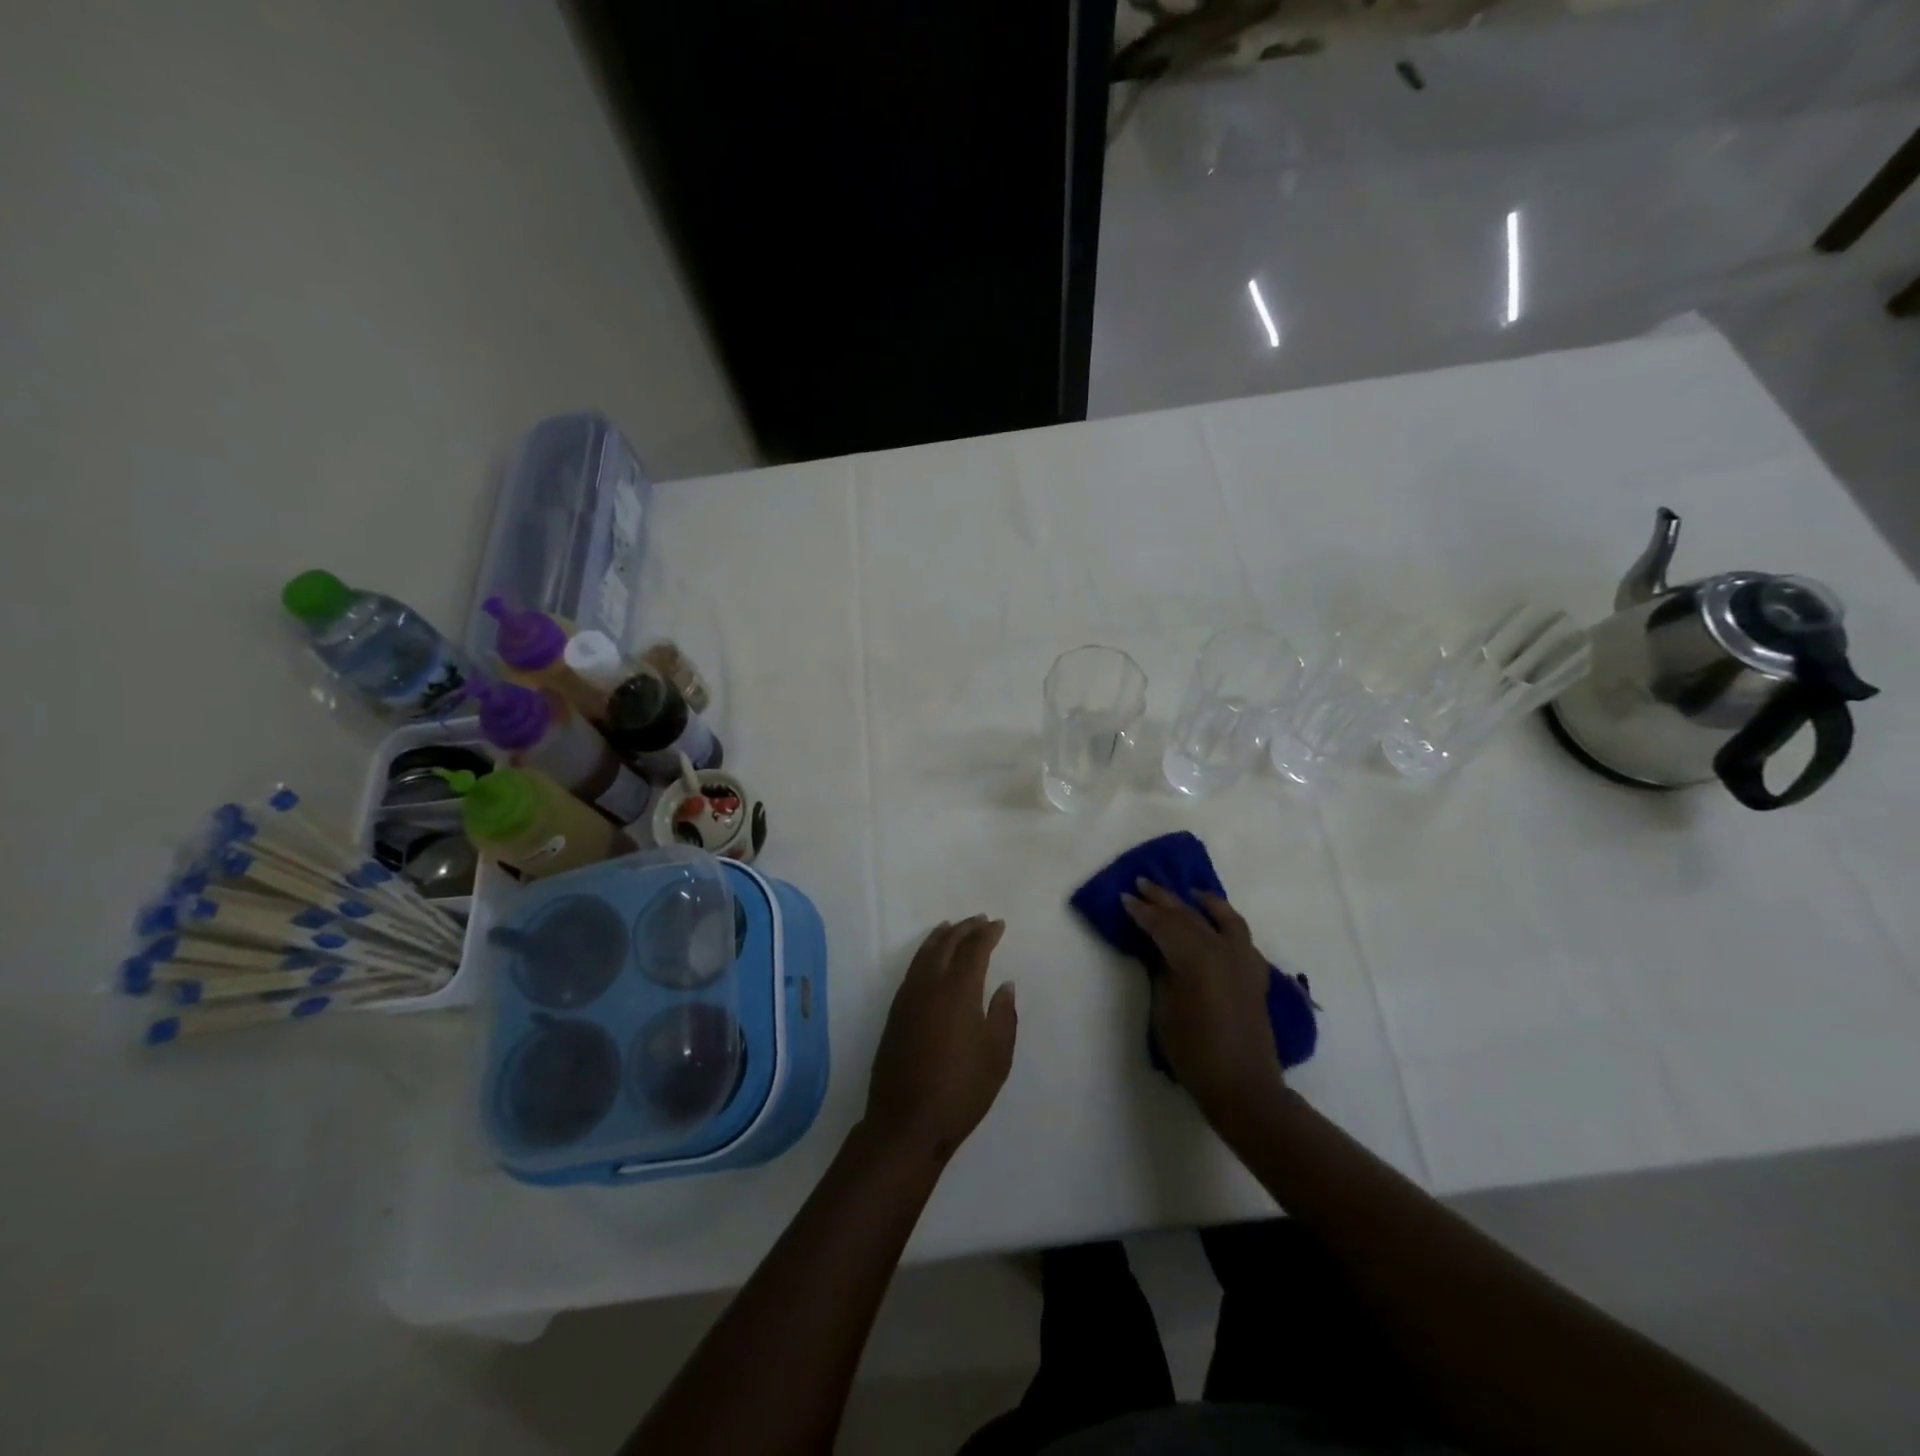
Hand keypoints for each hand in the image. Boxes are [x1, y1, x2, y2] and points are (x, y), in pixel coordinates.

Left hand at [864, 916, 1018, 1163]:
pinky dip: (925, 954)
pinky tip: (931, 959)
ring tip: (952, 927)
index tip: (998, 925)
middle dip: (964, 928)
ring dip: (941, 936)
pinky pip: (913, 969)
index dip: (987, 934)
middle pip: (946, 944)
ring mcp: (907, 998)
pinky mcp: (895, 1013)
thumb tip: (1004, 985)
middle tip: (979, 920)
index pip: (973, 950)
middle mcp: (929, 985)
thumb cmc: (961, 1091)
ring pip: (924, 953)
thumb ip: (1003, 1015)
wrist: (907, 1122)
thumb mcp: (997, 1056)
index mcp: (958, 991)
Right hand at [1122, 880, 1285, 1127]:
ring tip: (1188, 891)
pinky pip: (1240, 935)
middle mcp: (1222, 950)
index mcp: (1196, 958)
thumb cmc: (1193, 1052)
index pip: (1163, 925)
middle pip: (1189, 917)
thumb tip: (1160, 951)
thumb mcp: (1165, 1009)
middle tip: (1143, 883)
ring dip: (1202, 902)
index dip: (1142, 911)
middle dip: (1164, 900)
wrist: (1242, 1086)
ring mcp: (1243, 960)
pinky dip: (1227, 921)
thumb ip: (1162, 972)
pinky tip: (1218, 921)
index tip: (1125, 897)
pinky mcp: (1254, 973)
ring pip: (1221, 918)